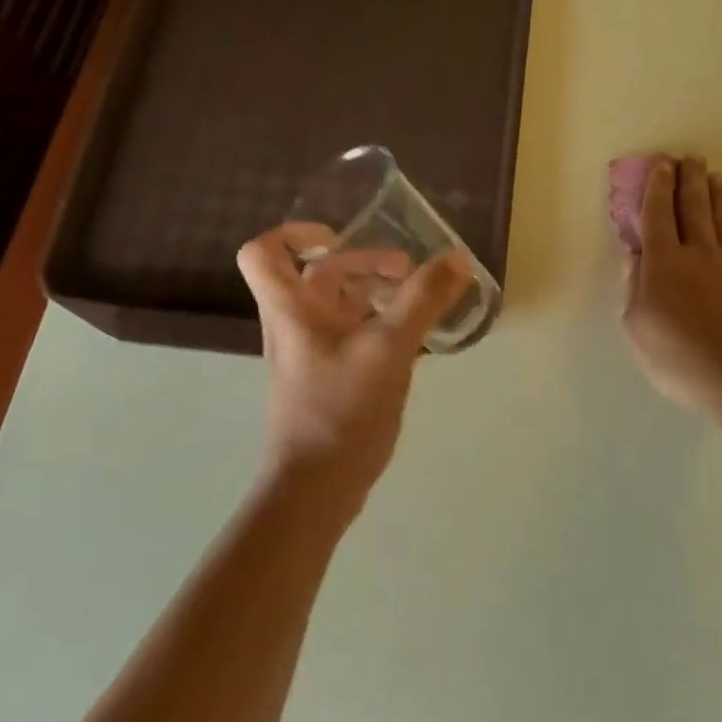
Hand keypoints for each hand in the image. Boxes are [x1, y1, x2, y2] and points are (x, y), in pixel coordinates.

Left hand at [236, 224, 470, 514]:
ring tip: (420, 303)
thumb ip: (424, 300)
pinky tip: (415, 340)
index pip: (264, 252)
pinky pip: (352, 335)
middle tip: (409, 272)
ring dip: (377, 294)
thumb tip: (456, 258)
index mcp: (292, 309)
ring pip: (340, 306)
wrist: (316, 488)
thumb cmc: (342, 409)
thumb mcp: (390, 347)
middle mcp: (294, 325)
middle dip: (365, 263)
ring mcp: (310, 353)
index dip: (295, 234)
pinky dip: (380, 325)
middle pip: (319, 274)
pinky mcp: (327, 378)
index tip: (340, 237)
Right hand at [619, 157, 721, 412]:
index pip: (658, 214)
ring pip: (721, 219)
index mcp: (663, 262)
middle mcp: (697, 253)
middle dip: (688, 179)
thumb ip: (633, 285)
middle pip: (693, 207)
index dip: (658, 187)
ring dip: (715, 194)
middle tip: (688, 158)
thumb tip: (632, 254)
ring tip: (713, 175)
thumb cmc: (677, 355)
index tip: (660, 164)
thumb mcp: (636, 325)